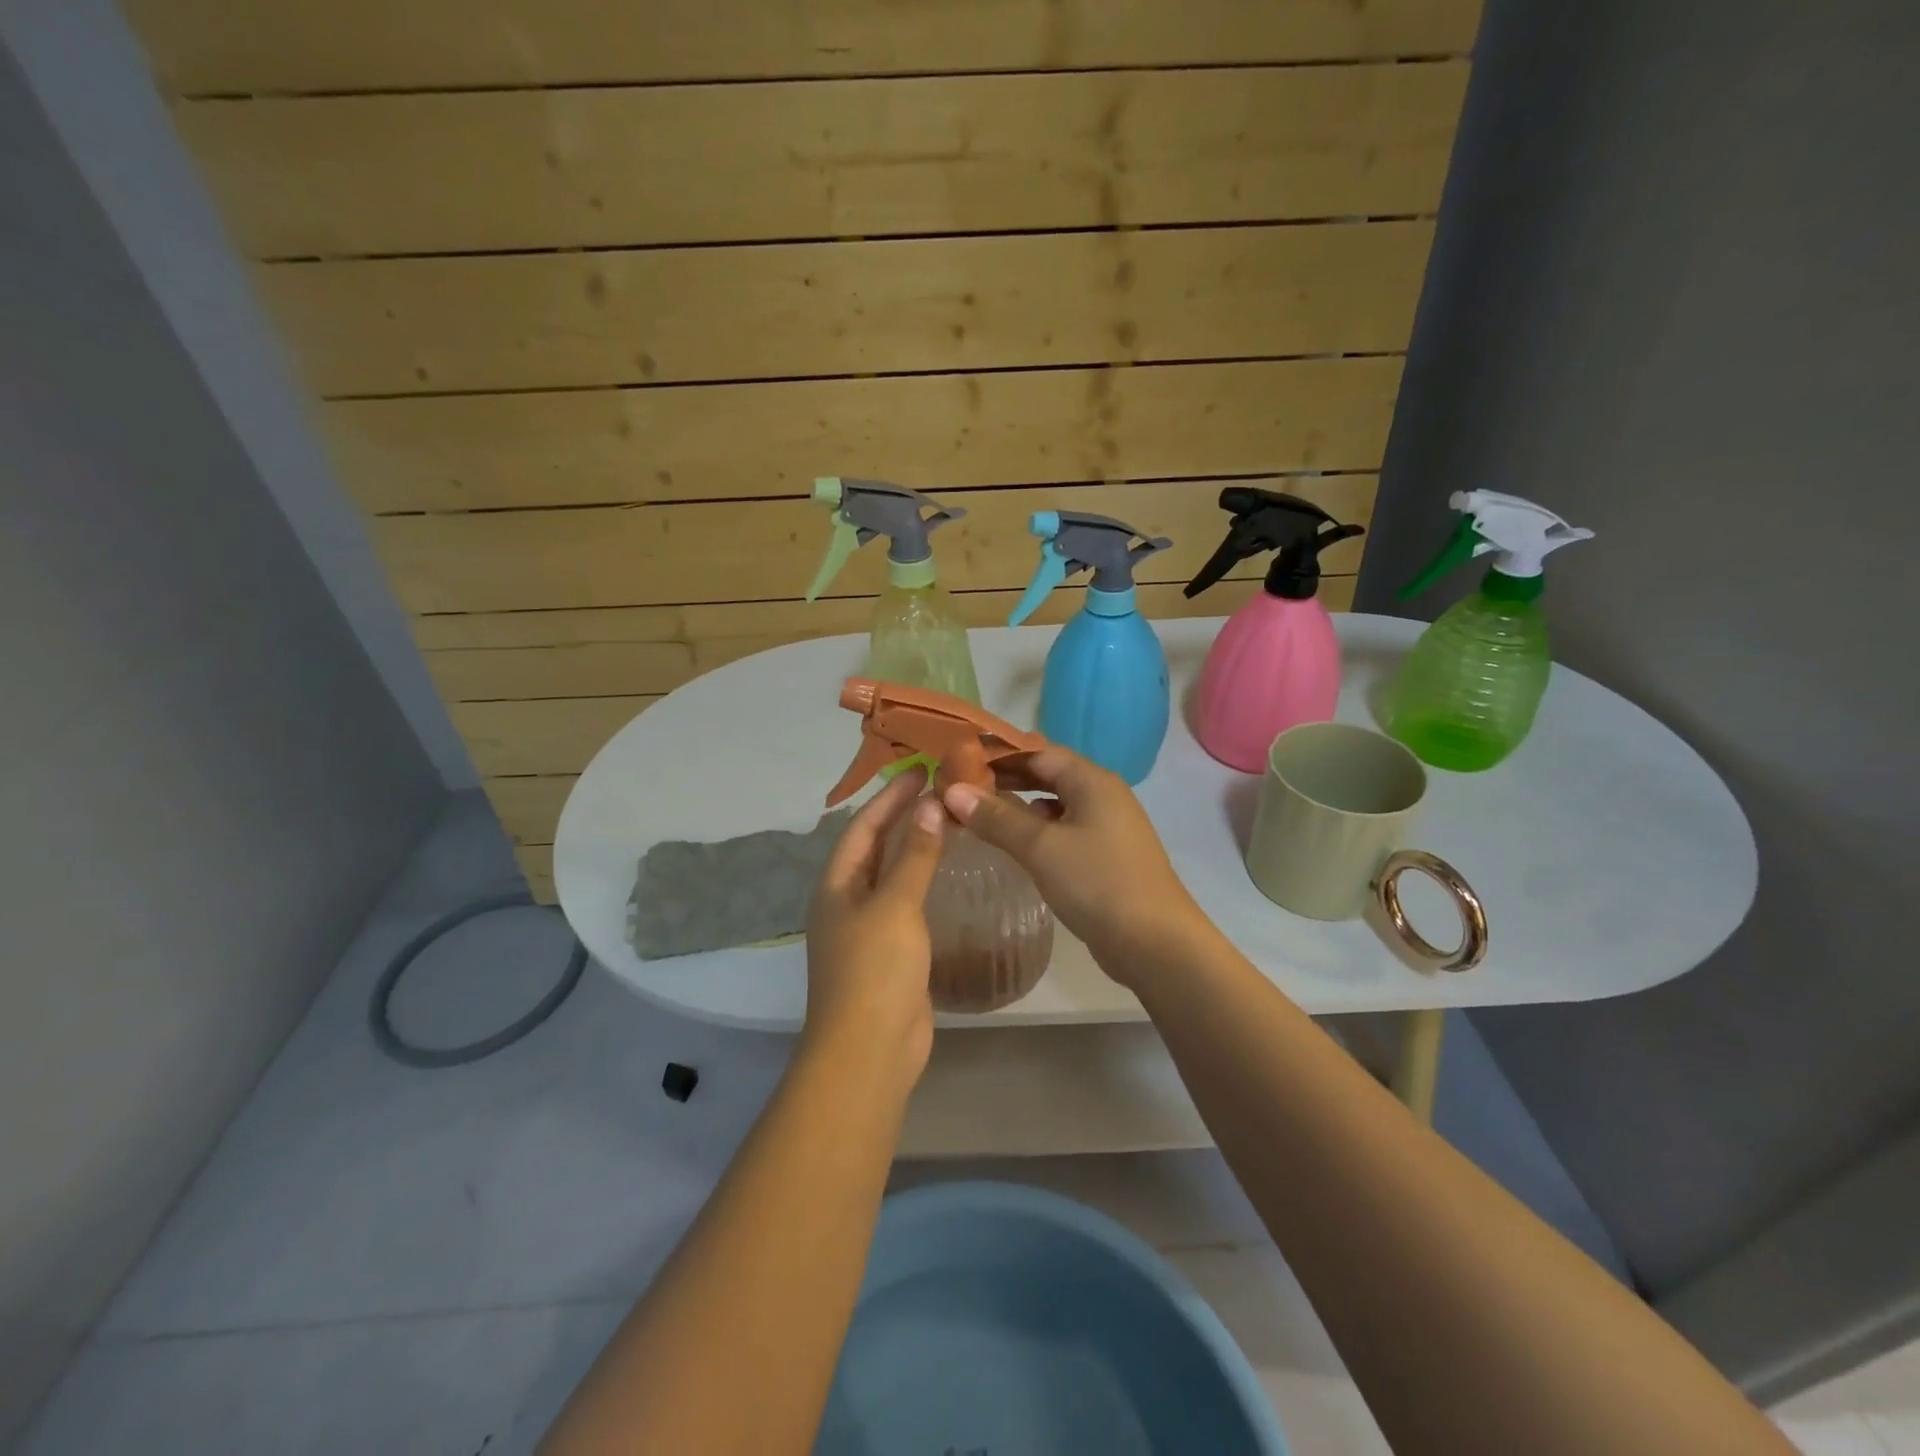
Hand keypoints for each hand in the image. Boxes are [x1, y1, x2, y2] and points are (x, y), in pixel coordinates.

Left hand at [803, 767, 945, 1084]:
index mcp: (837, 884)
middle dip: (903, 817)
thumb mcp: (896, 905)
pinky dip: (924, 882)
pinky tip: (949, 875)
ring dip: (916, 848)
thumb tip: (929, 806)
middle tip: (940, 790)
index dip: (890, 797)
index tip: (921, 771)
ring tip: (949, 822)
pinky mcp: (890, 952)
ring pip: (893, 875)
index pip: (863, 826)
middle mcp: (847, 901)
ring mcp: (868, 929)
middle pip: (875, 847)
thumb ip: (915, 856)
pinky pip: (907, 904)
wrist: (870, 1051)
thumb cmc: (875, 970)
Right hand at [941, 748, 1209, 986]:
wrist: (1155, 943)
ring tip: (977, 811)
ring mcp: (1106, 826)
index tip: (958, 759)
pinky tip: (1013, 843)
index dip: (998, 753)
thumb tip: (953, 791)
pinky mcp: (1104, 855)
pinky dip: (1035, 829)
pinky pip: (1063, 829)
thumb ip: (997, 818)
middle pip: (1047, 774)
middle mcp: (1102, 795)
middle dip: (1005, 778)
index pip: (1038, 751)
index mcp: (1092, 780)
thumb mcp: (1041, 847)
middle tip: (960, 785)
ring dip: (1018, 805)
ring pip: (1054, 804)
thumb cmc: (1097, 883)